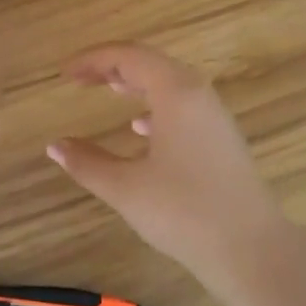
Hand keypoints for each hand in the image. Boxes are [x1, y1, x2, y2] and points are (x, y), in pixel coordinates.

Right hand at [47, 42, 291, 289]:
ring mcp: (215, 117)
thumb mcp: (125, 187)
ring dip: (136, 83)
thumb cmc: (184, 212)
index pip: (129, 57)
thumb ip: (86, 163)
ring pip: (170, 84)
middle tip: (81, 78)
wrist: (251, 249)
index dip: (93, 59)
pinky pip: (183, 106)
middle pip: (152, 64)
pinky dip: (155, 106)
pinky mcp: (222, 140)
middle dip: (113, 66)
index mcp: (176, 93)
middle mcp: (198, 95)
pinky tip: (140, 128)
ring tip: (108, 90)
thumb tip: (55, 146)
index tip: (65, 73)